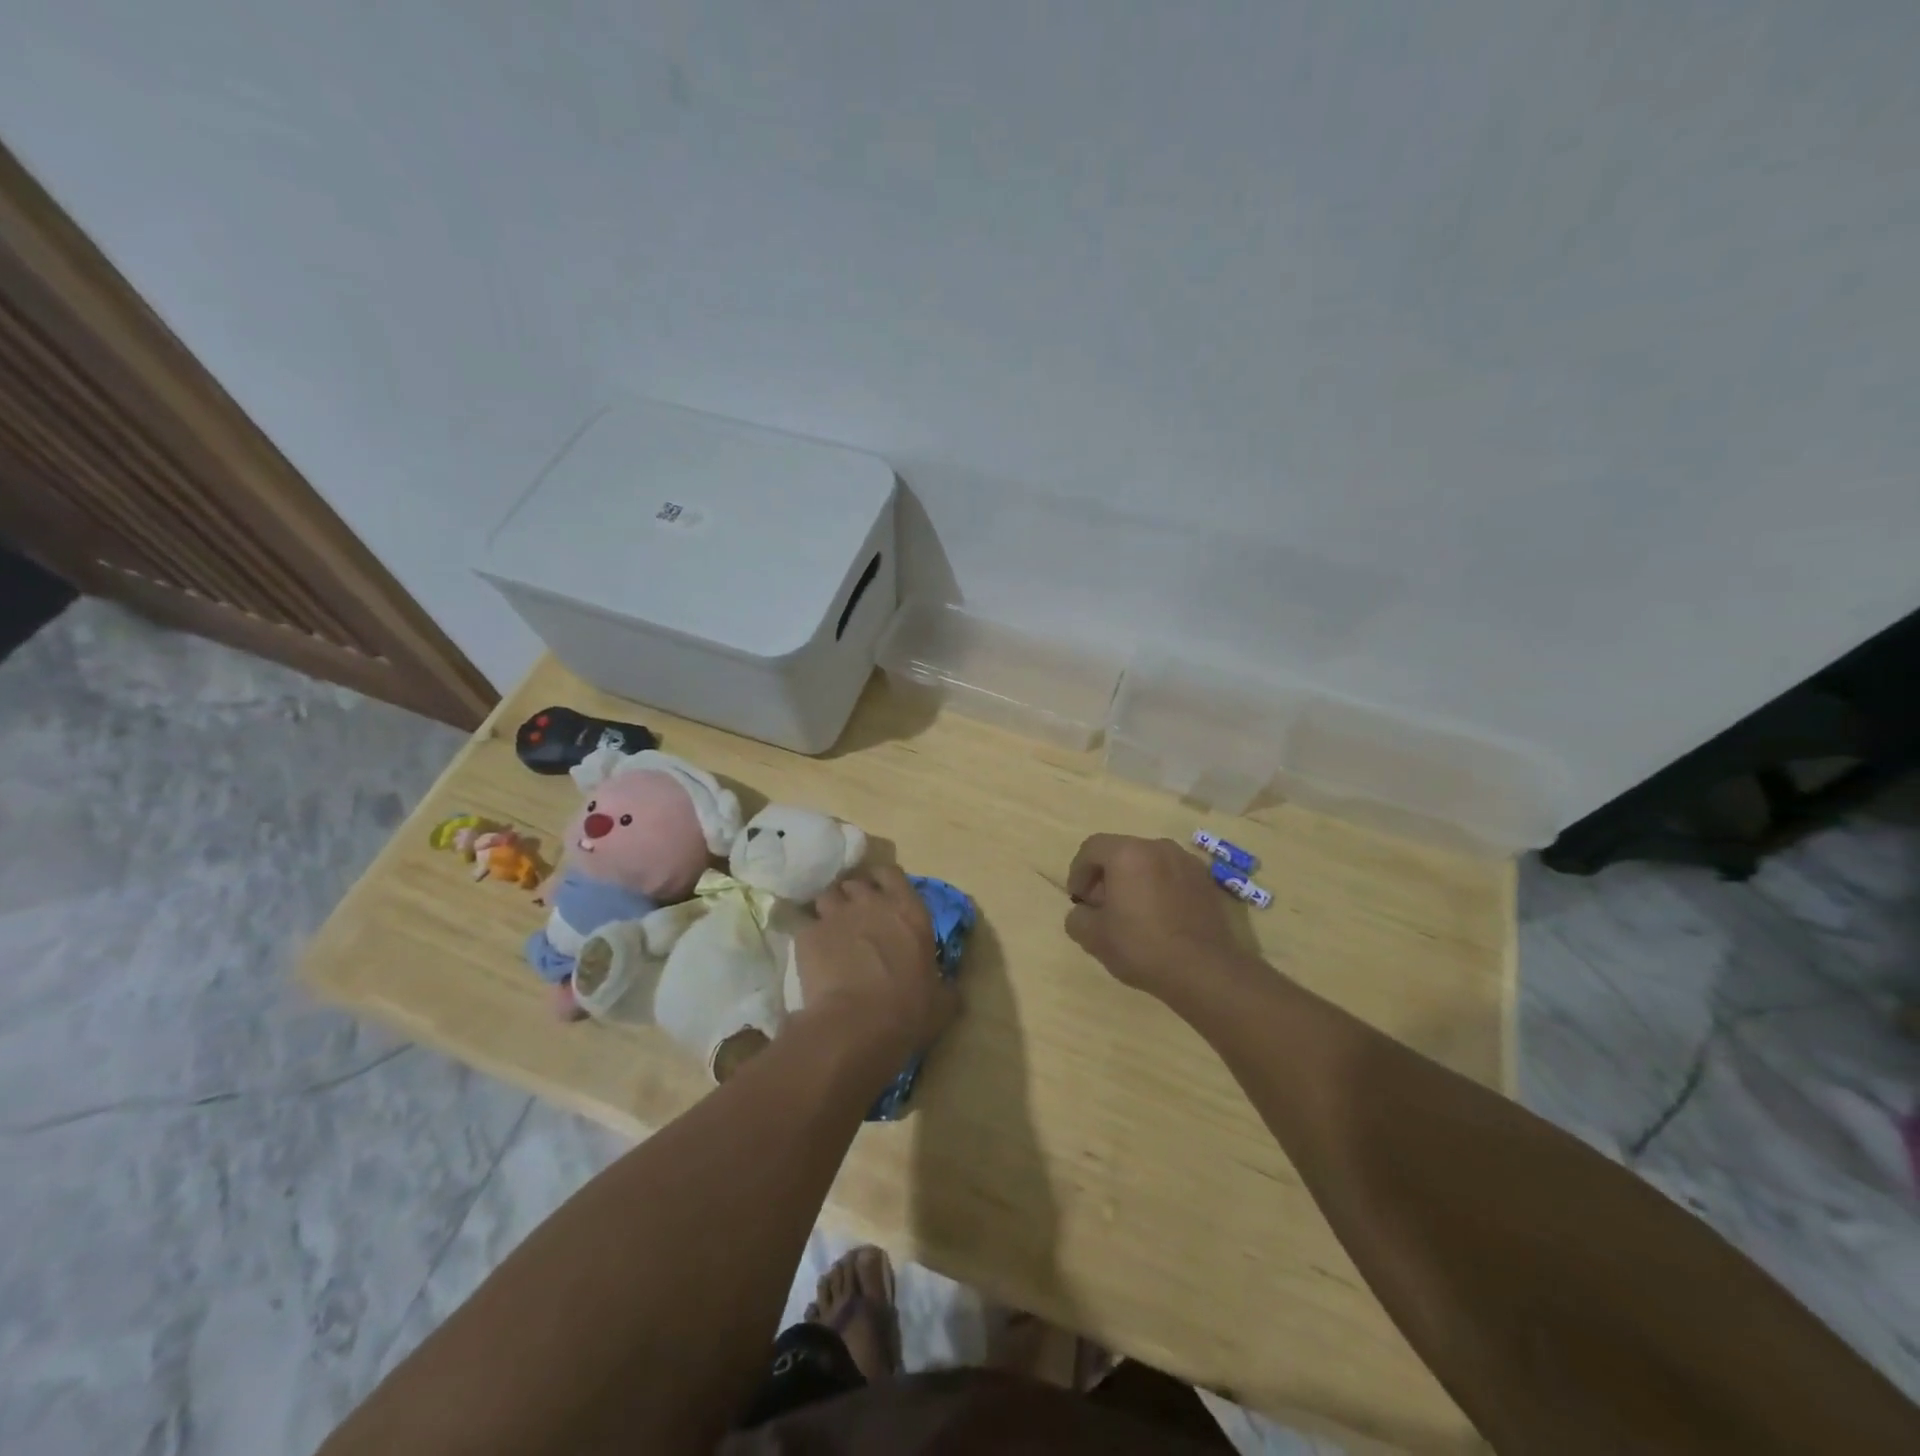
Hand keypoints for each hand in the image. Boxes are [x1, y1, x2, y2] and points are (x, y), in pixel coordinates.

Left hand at [793, 865, 958, 1072]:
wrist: (856, 1026)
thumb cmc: (908, 1012)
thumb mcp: (941, 1002)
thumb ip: (945, 985)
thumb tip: (950, 986)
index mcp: (909, 912)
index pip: (892, 874)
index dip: (883, 880)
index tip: (879, 892)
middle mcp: (872, 903)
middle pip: (855, 883)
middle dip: (853, 897)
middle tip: (855, 919)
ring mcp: (837, 915)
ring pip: (827, 897)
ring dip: (830, 911)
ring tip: (830, 934)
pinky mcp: (808, 934)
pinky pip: (805, 927)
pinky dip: (810, 938)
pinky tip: (812, 957)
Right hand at [1065, 834, 1247, 1001]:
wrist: (1206, 971)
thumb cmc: (1142, 947)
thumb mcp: (1094, 937)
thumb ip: (1077, 917)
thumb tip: (1083, 912)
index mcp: (1128, 853)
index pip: (1092, 848)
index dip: (1078, 872)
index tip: (1078, 899)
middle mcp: (1159, 847)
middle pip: (1121, 852)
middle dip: (1105, 876)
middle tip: (1101, 907)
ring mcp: (1187, 862)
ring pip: (1149, 863)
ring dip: (1133, 881)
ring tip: (1131, 914)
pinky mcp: (1207, 881)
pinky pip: (1172, 876)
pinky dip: (1159, 888)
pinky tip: (1159, 919)